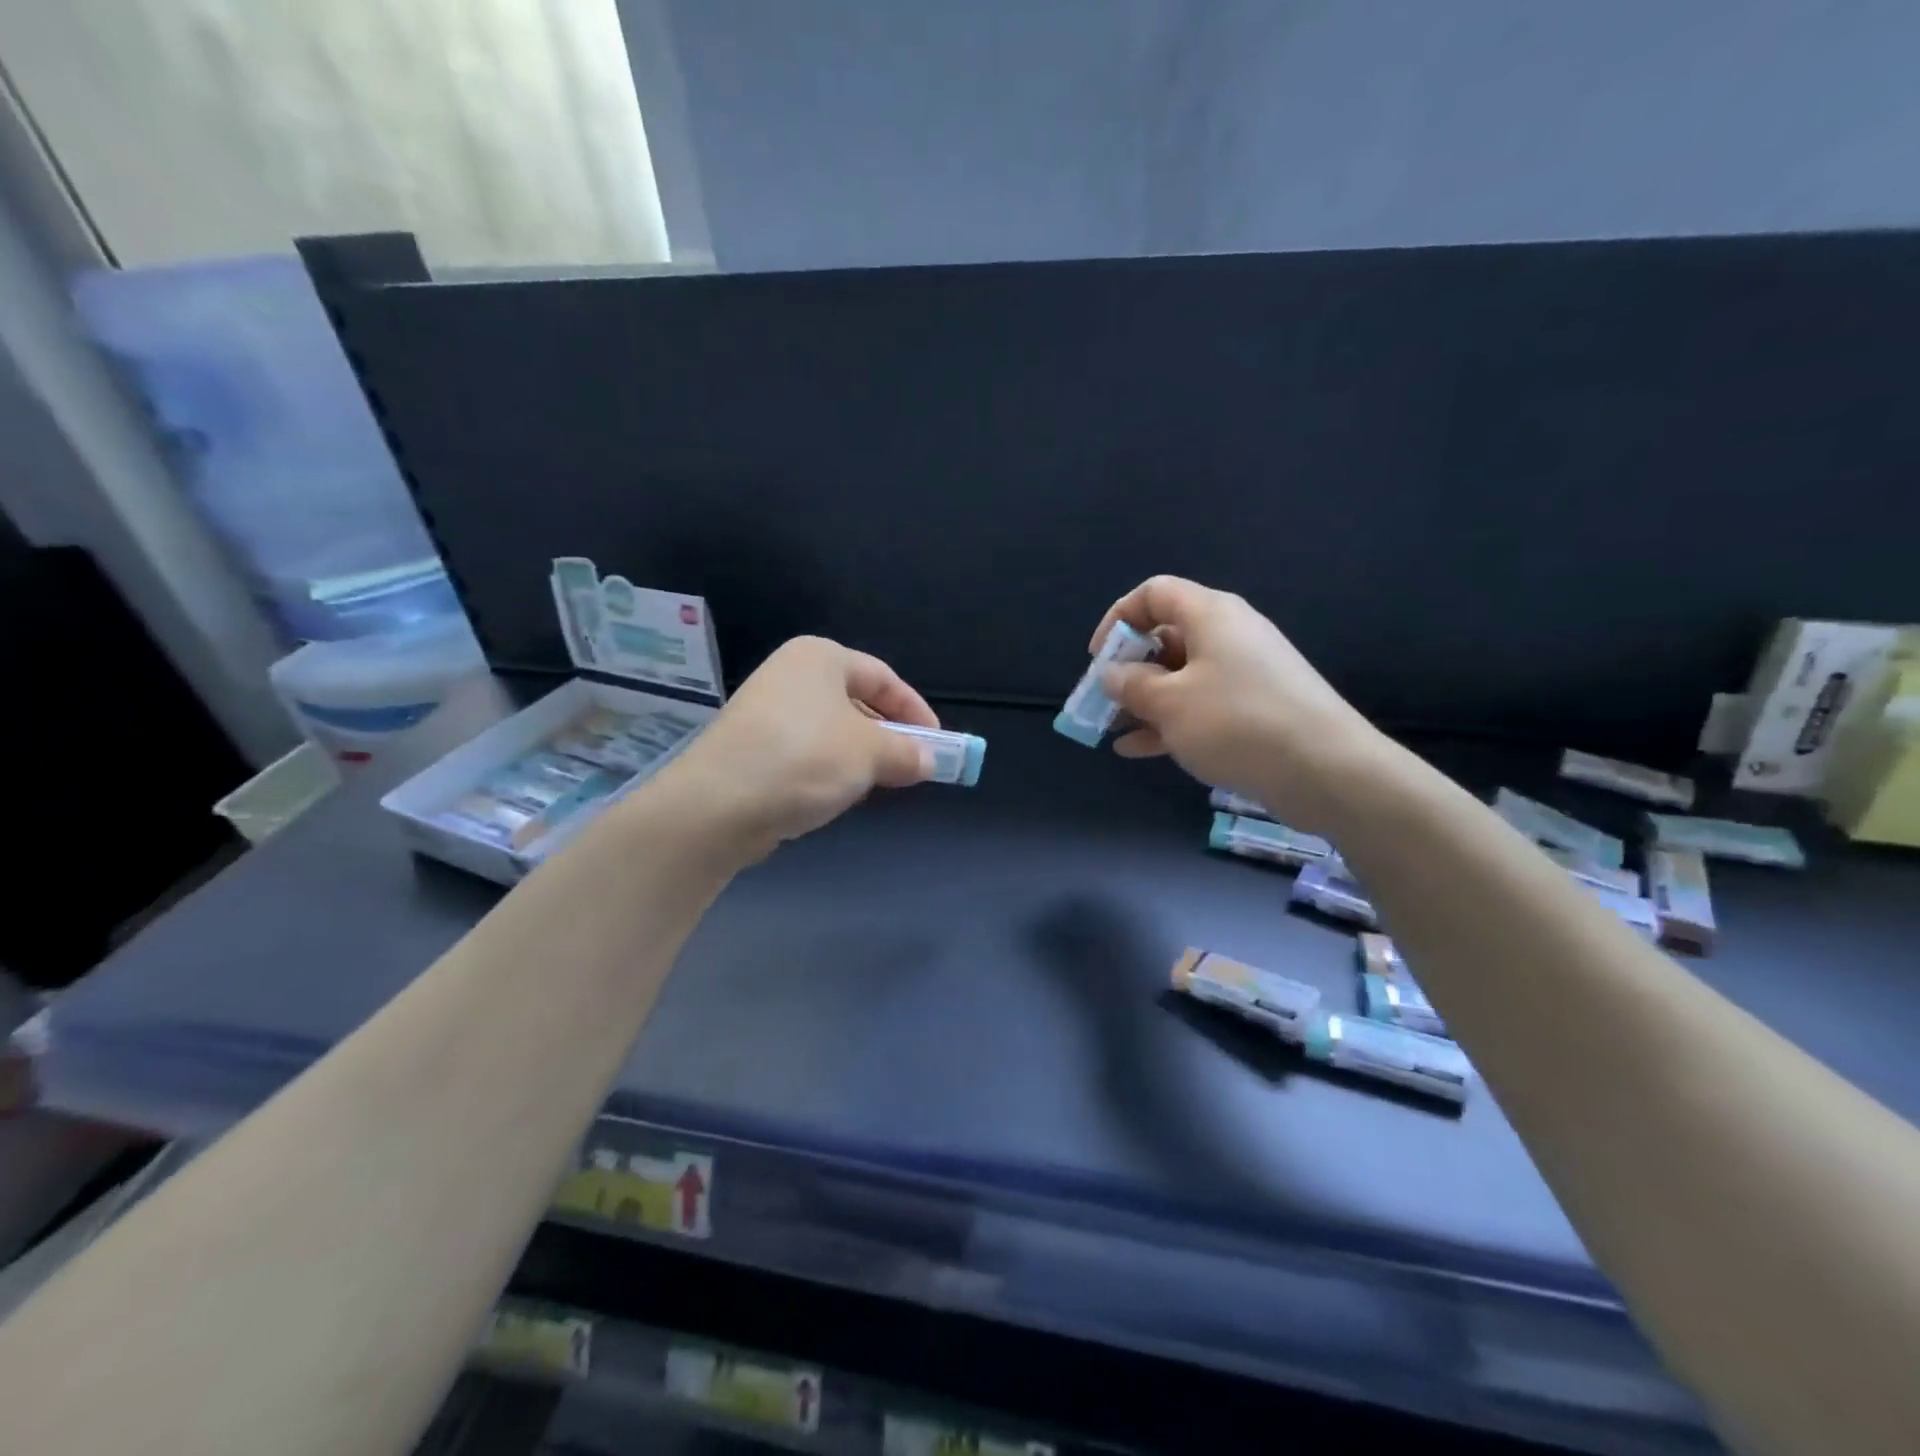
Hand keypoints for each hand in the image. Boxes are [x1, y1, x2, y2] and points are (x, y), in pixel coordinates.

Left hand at [648, 636, 936, 859]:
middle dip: (888, 736)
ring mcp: (766, 710)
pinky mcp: (751, 746)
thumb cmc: (805, 759)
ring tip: (875, 785)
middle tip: (910, 767)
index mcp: (820, 657)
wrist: (718, 804)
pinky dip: (828, 769)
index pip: (884, 677)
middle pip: (857, 701)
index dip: (916, 711)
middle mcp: (791, 674)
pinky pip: (805, 751)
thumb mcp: (870, 753)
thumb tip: (929, 760)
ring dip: (859, 757)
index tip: (937, 745)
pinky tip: (833, 795)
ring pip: (831, 730)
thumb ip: (907, 752)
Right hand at [1090, 576, 1387, 832]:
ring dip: (1144, 701)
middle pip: (1166, 636)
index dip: (1118, 619)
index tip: (1099, 659)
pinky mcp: (1256, 708)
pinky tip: (1138, 750)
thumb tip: (1111, 674)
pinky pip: (1201, 705)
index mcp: (1210, 615)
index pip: (1154, 594)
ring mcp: (1246, 673)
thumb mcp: (1169, 703)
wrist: (1325, 770)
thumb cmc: (1236, 722)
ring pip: (1181, 676)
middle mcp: (1230, 635)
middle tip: (1104, 701)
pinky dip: (1169, 722)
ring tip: (1114, 730)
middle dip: (1129, 668)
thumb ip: (1131, 684)